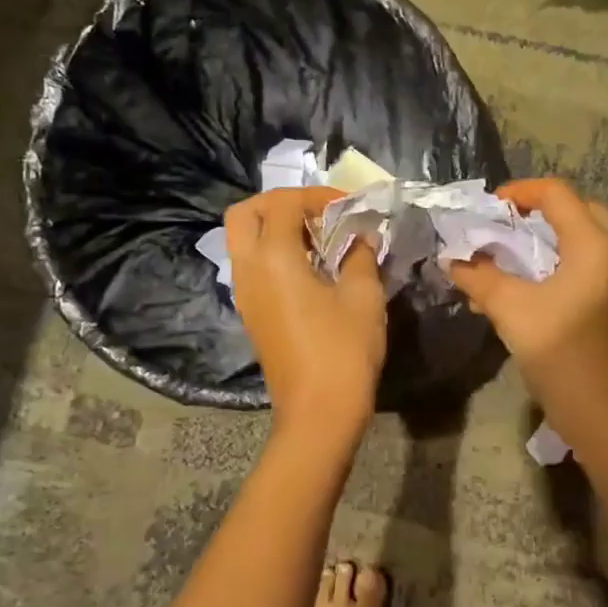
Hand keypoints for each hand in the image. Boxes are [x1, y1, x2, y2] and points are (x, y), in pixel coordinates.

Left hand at [226, 187, 386, 431]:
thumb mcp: (363, 295)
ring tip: (319, 241)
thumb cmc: (344, 350)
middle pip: (245, 214)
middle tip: (317, 215)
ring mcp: (245, 293)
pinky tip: (311, 269)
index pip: (282, 202)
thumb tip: (360, 235)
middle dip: (279, 204)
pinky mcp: (251, 313)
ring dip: (275, 229)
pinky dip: (274, 253)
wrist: (318, 411)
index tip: (349, 208)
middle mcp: (248, 269)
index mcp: (272, 257)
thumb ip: (360, 254)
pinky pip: (252, 266)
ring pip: (244, 241)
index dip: (316, 195)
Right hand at [448, 179, 607, 415]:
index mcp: (591, 245)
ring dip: (546, 238)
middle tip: (508, 222)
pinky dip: (554, 263)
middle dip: (540, 210)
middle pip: (578, 210)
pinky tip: (522, 286)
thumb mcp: (510, 307)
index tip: (490, 207)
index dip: (520, 191)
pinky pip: (581, 266)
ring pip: (581, 240)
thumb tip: (454, 260)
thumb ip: (479, 277)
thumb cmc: (558, 349)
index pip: (557, 194)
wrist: (599, 407)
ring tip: (509, 252)